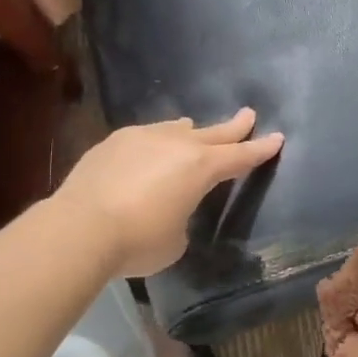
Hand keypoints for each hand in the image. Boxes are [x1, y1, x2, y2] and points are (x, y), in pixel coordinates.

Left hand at [55, 109, 284, 277]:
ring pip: (175, 129)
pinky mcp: (113, 142)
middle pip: (214, 133)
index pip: (240, 157)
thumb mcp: (176, 239)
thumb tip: (169, 208)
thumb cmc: (139, 240)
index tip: (277, 137)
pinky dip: (155, 142)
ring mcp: (143, 137)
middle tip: (248, 115)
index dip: (260, 149)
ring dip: (190, 131)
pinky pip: (145, 136)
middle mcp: (177, 145)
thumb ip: (182, 216)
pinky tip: (148, 150)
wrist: (80, 228)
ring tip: (193, 128)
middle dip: (234, 127)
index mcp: (201, 168)